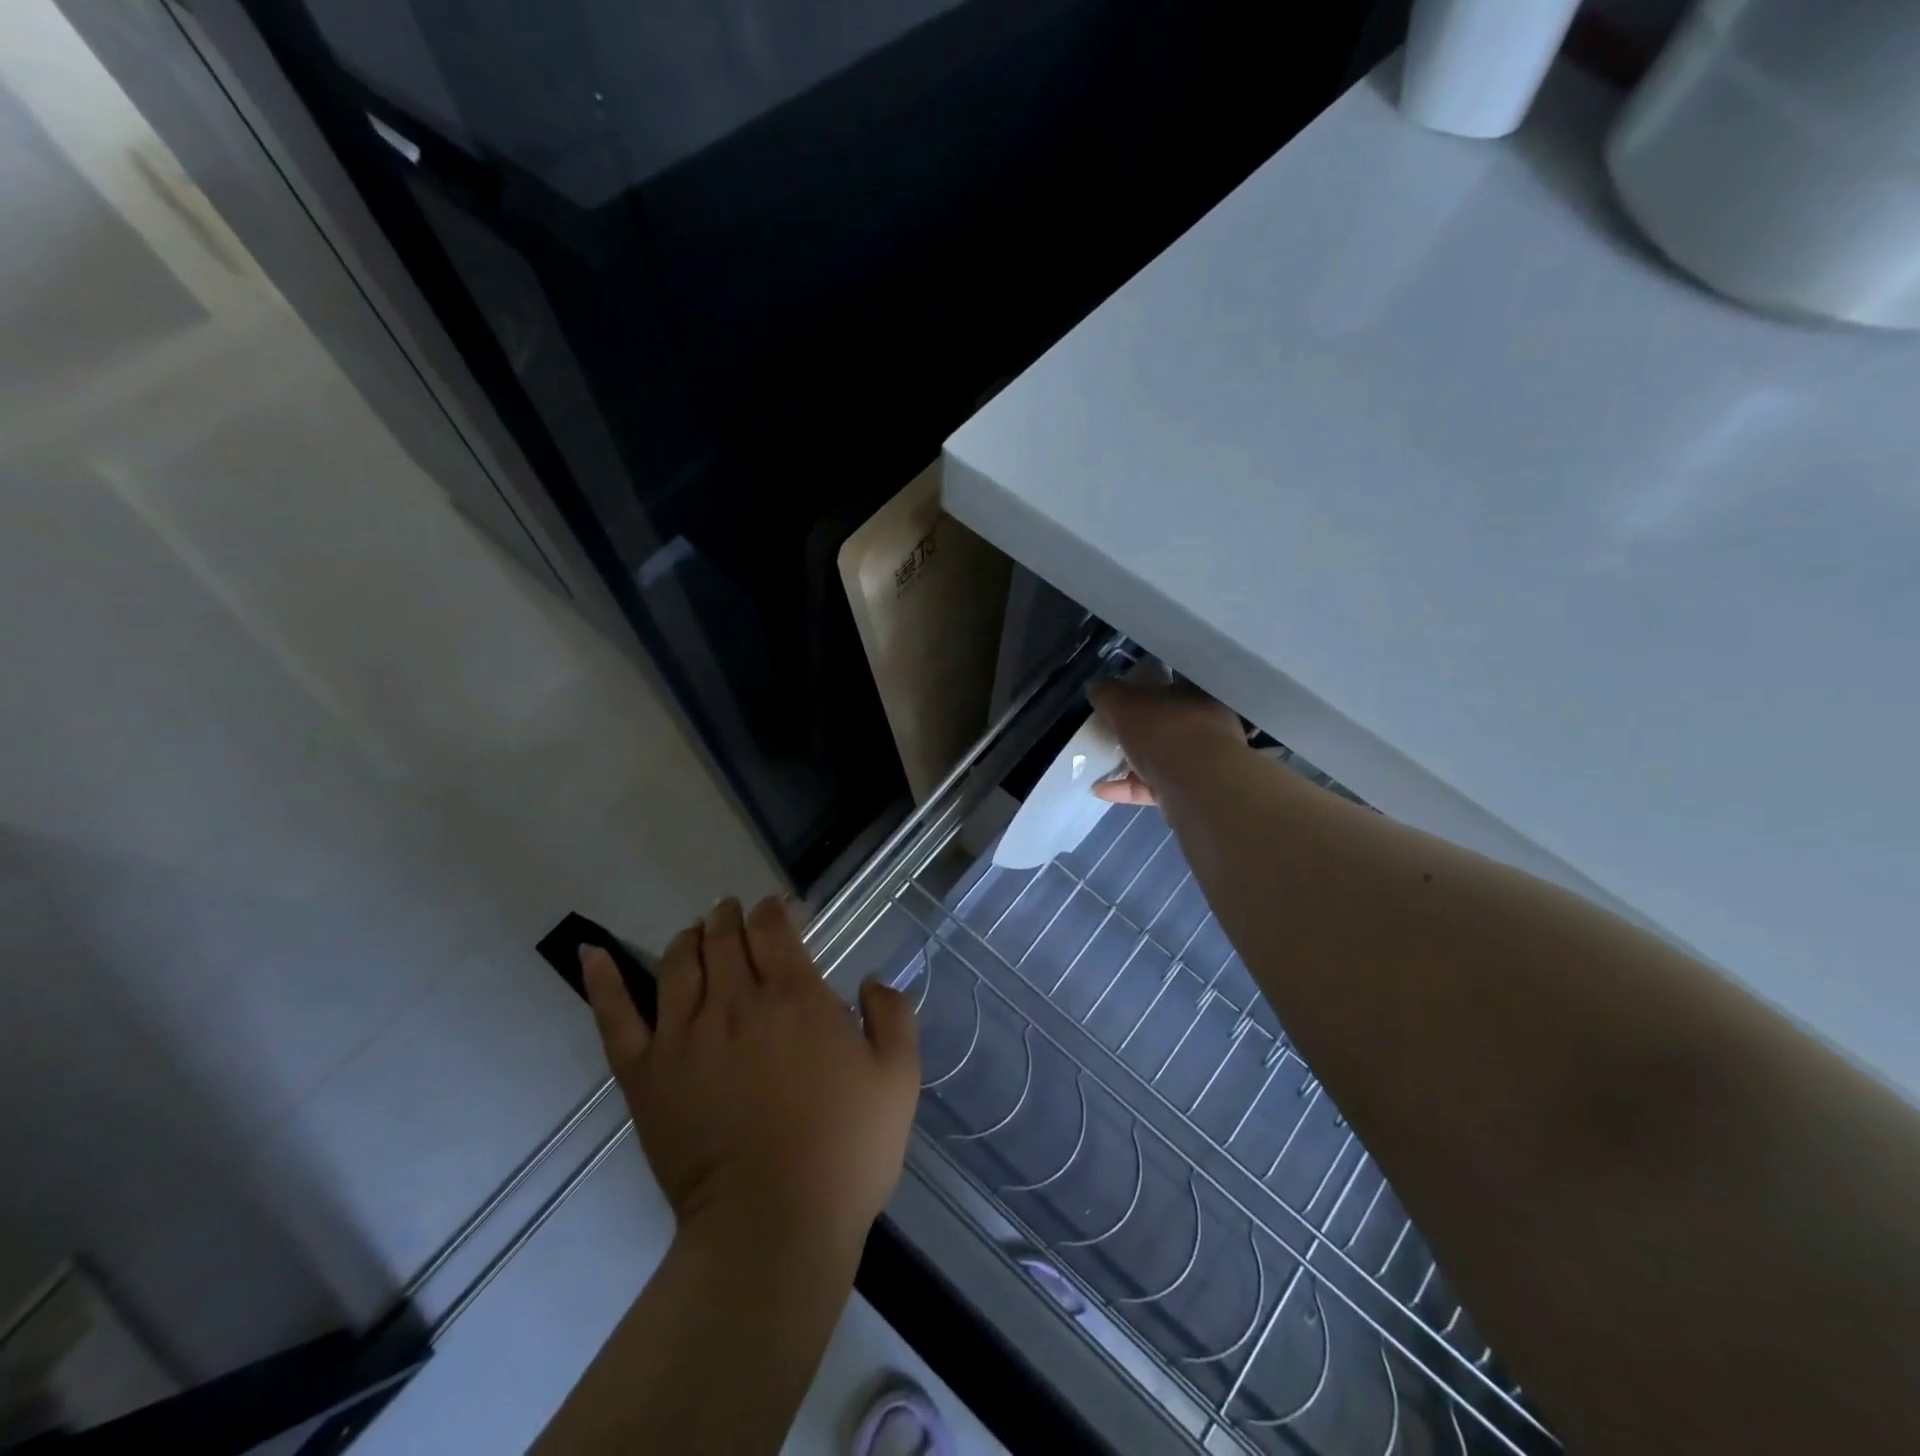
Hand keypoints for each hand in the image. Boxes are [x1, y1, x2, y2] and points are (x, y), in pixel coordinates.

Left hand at [581, 897, 919, 1257]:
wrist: (772, 1229)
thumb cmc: (844, 1153)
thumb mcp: (898, 1079)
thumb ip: (892, 1016)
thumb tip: (869, 981)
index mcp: (794, 996)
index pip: (771, 929)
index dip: (772, 911)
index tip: (778, 911)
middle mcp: (735, 1002)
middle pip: (723, 937)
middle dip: (730, 917)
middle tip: (735, 914)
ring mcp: (683, 1036)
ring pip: (678, 963)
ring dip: (690, 938)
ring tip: (697, 934)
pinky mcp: (646, 1075)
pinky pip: (616, 1017)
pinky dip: (602, 980)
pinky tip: (592, 953)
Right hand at [1089, 678, 1247, 806]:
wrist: (1199, 786)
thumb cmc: (1166, 731)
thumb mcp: (1126, 705)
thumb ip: (1108, 695)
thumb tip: (1095, 687)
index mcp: (1196, 694)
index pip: (1171, 682)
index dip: (1147, 685)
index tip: (1123, 693)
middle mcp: (1206, 724)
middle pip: (1165, 722)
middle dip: (1137, 727)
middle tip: (1110, 729)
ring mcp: (1202, 761)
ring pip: (1161, 757)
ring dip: (1131, 761)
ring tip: (1101, 762)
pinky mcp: (1192, 792)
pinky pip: (1155, 786)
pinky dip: (1129, 787)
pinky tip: (1102, 790)